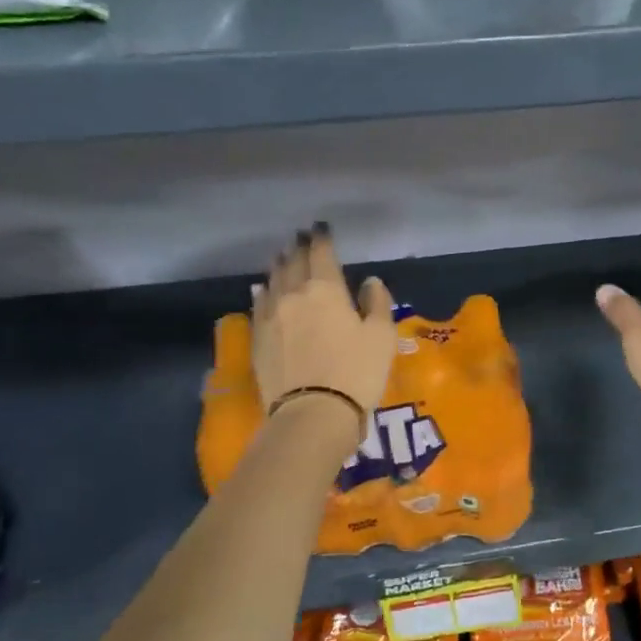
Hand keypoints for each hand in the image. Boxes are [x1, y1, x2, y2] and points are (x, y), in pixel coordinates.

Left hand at [253, 224, 396, 433]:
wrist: (314, 412)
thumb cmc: (357, 372)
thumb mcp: (382, 337)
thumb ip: (377, 304)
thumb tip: (369, 282)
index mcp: (326, 289)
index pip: (322, 253)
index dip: (322, 238)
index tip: (321, 228)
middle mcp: (293, 294)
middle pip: (292, 263)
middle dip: (298, 248)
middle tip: (301, 238)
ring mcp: (270, 316)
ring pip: (272, 281)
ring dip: (279, 266)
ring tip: (282, 257)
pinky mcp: (258, 339)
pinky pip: (259, 306)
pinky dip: (263, 292)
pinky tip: (262, 290)